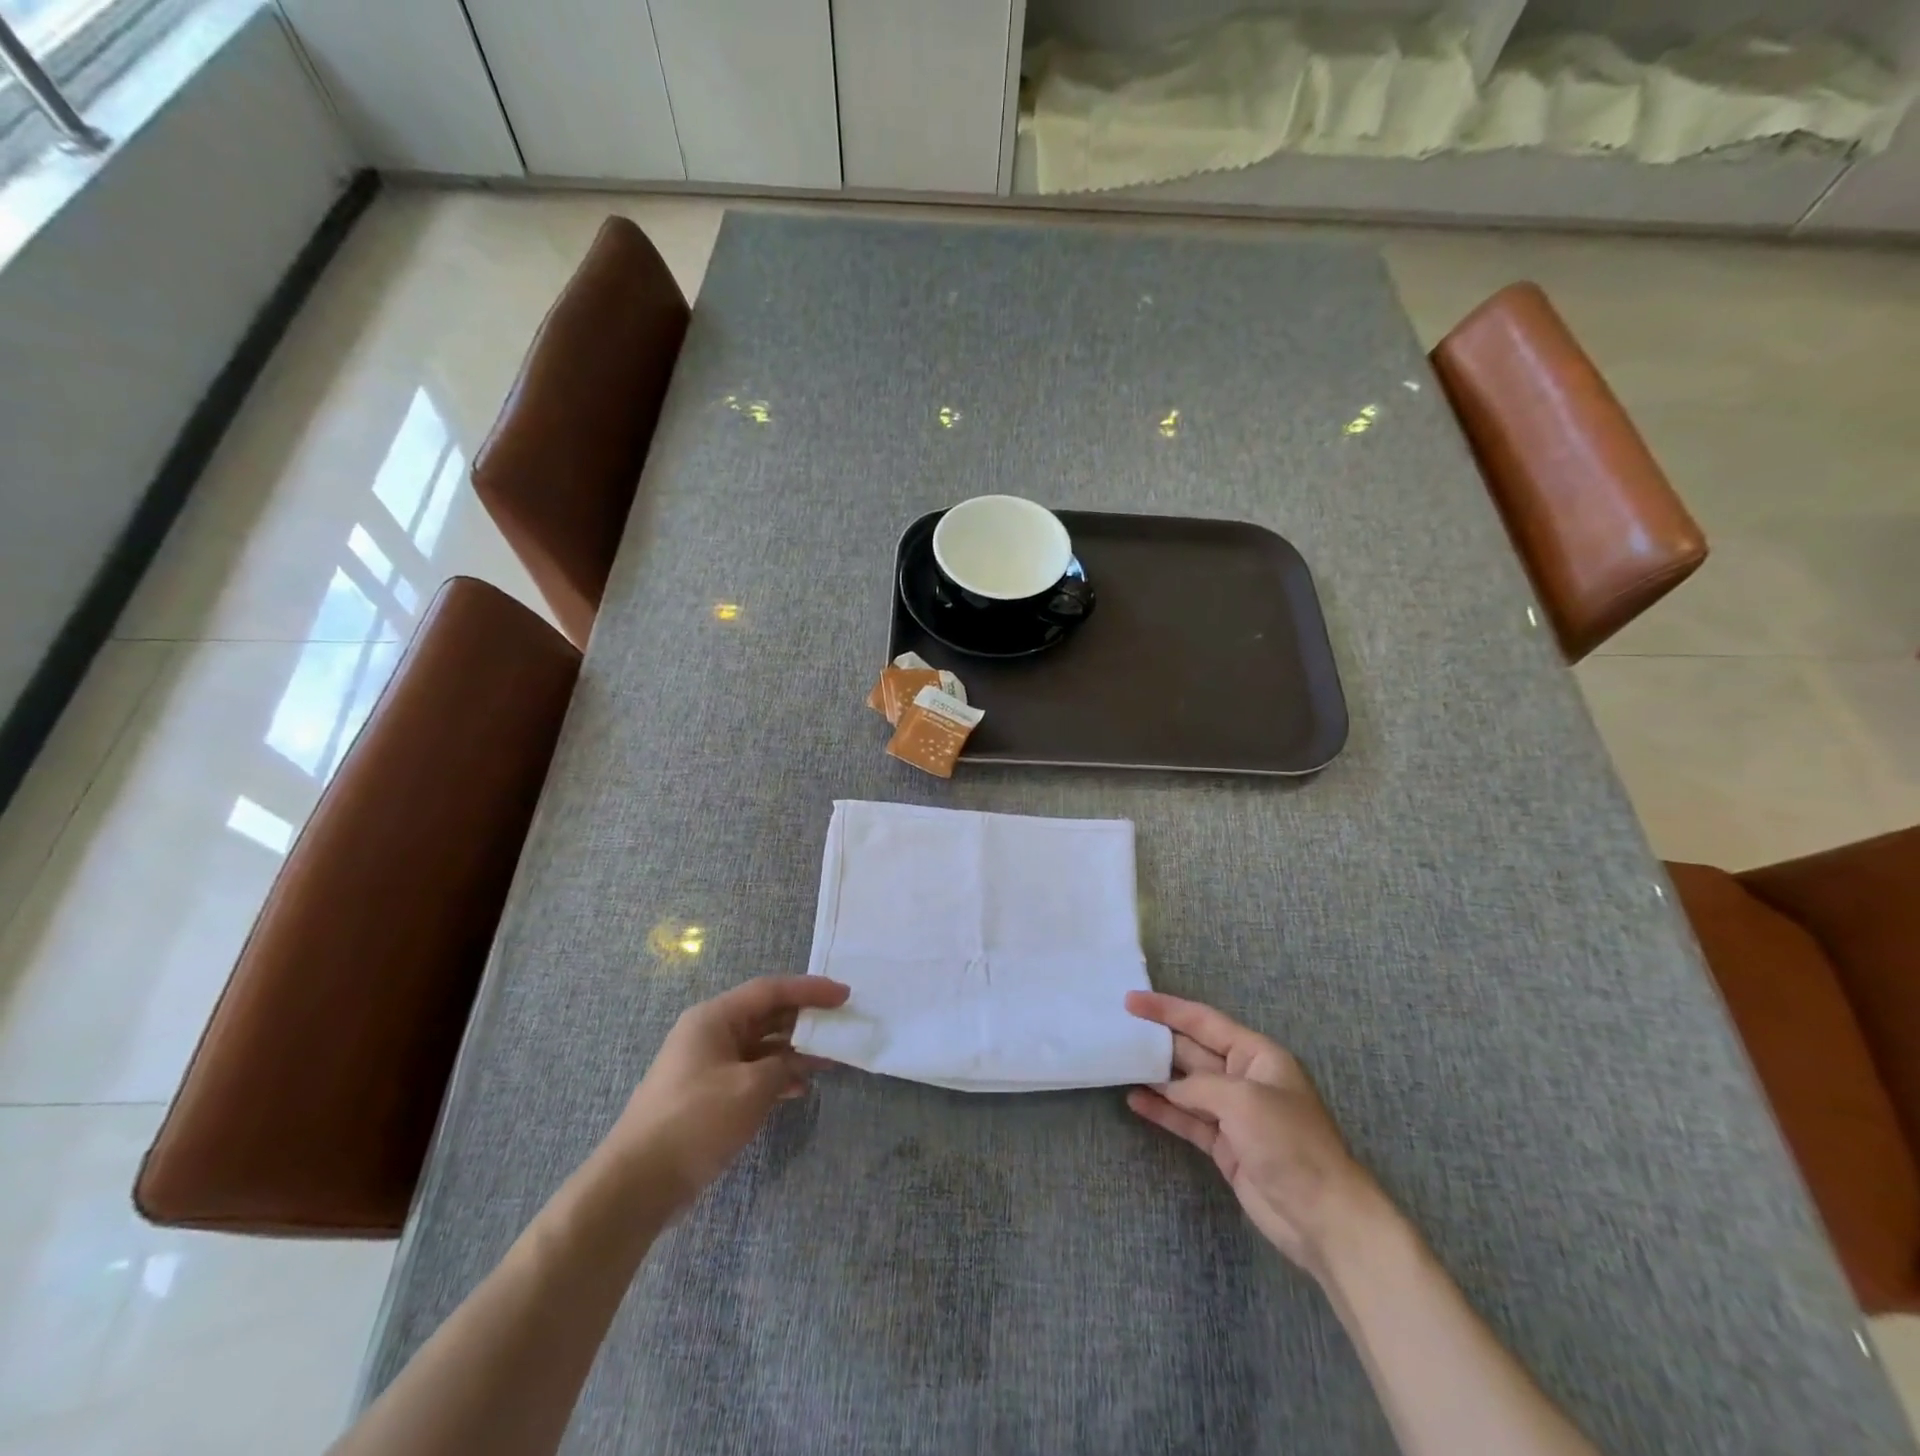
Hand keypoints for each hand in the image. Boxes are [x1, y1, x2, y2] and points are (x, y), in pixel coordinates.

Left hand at [608, 975, 849, 1210]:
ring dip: (794, 1051)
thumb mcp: (750, 1088)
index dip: (810, 989)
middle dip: (804, 1019)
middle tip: (841, 1025)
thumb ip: (783, 1064)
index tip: (845, 995)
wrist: (637, 1184)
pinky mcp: (707, 1095)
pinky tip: (799, 1088)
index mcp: (715, 1018)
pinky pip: (751, 1071)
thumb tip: (796, 1061)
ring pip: (761, 1045)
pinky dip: (776, 1075)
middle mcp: (710, 1033)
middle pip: (766, 1015)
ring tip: (829, 1060)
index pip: (771, 990)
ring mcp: (707, 1065)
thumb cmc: (695, 1121)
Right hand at [1125, 991, 1387, 1277]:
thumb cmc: (1290, 1143)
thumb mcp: (1243, 1100)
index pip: (1204, 1021)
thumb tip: (1171, 1089)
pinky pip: (1187, 1119)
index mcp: (1257, 1055)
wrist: (1323, 1217)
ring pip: (1187, 1086)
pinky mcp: (1226, 1146)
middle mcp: (1244, 1078)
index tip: (1131, 1000)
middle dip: (1158, 1040)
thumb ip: (1200, 1086)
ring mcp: (1234, 1114)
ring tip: (1119, 1063)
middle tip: (1118, 1030)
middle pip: (1193, 1050)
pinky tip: (1136, 1101)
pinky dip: (1163, 1110)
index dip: (1167, 1008)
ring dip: (1156, 1076)